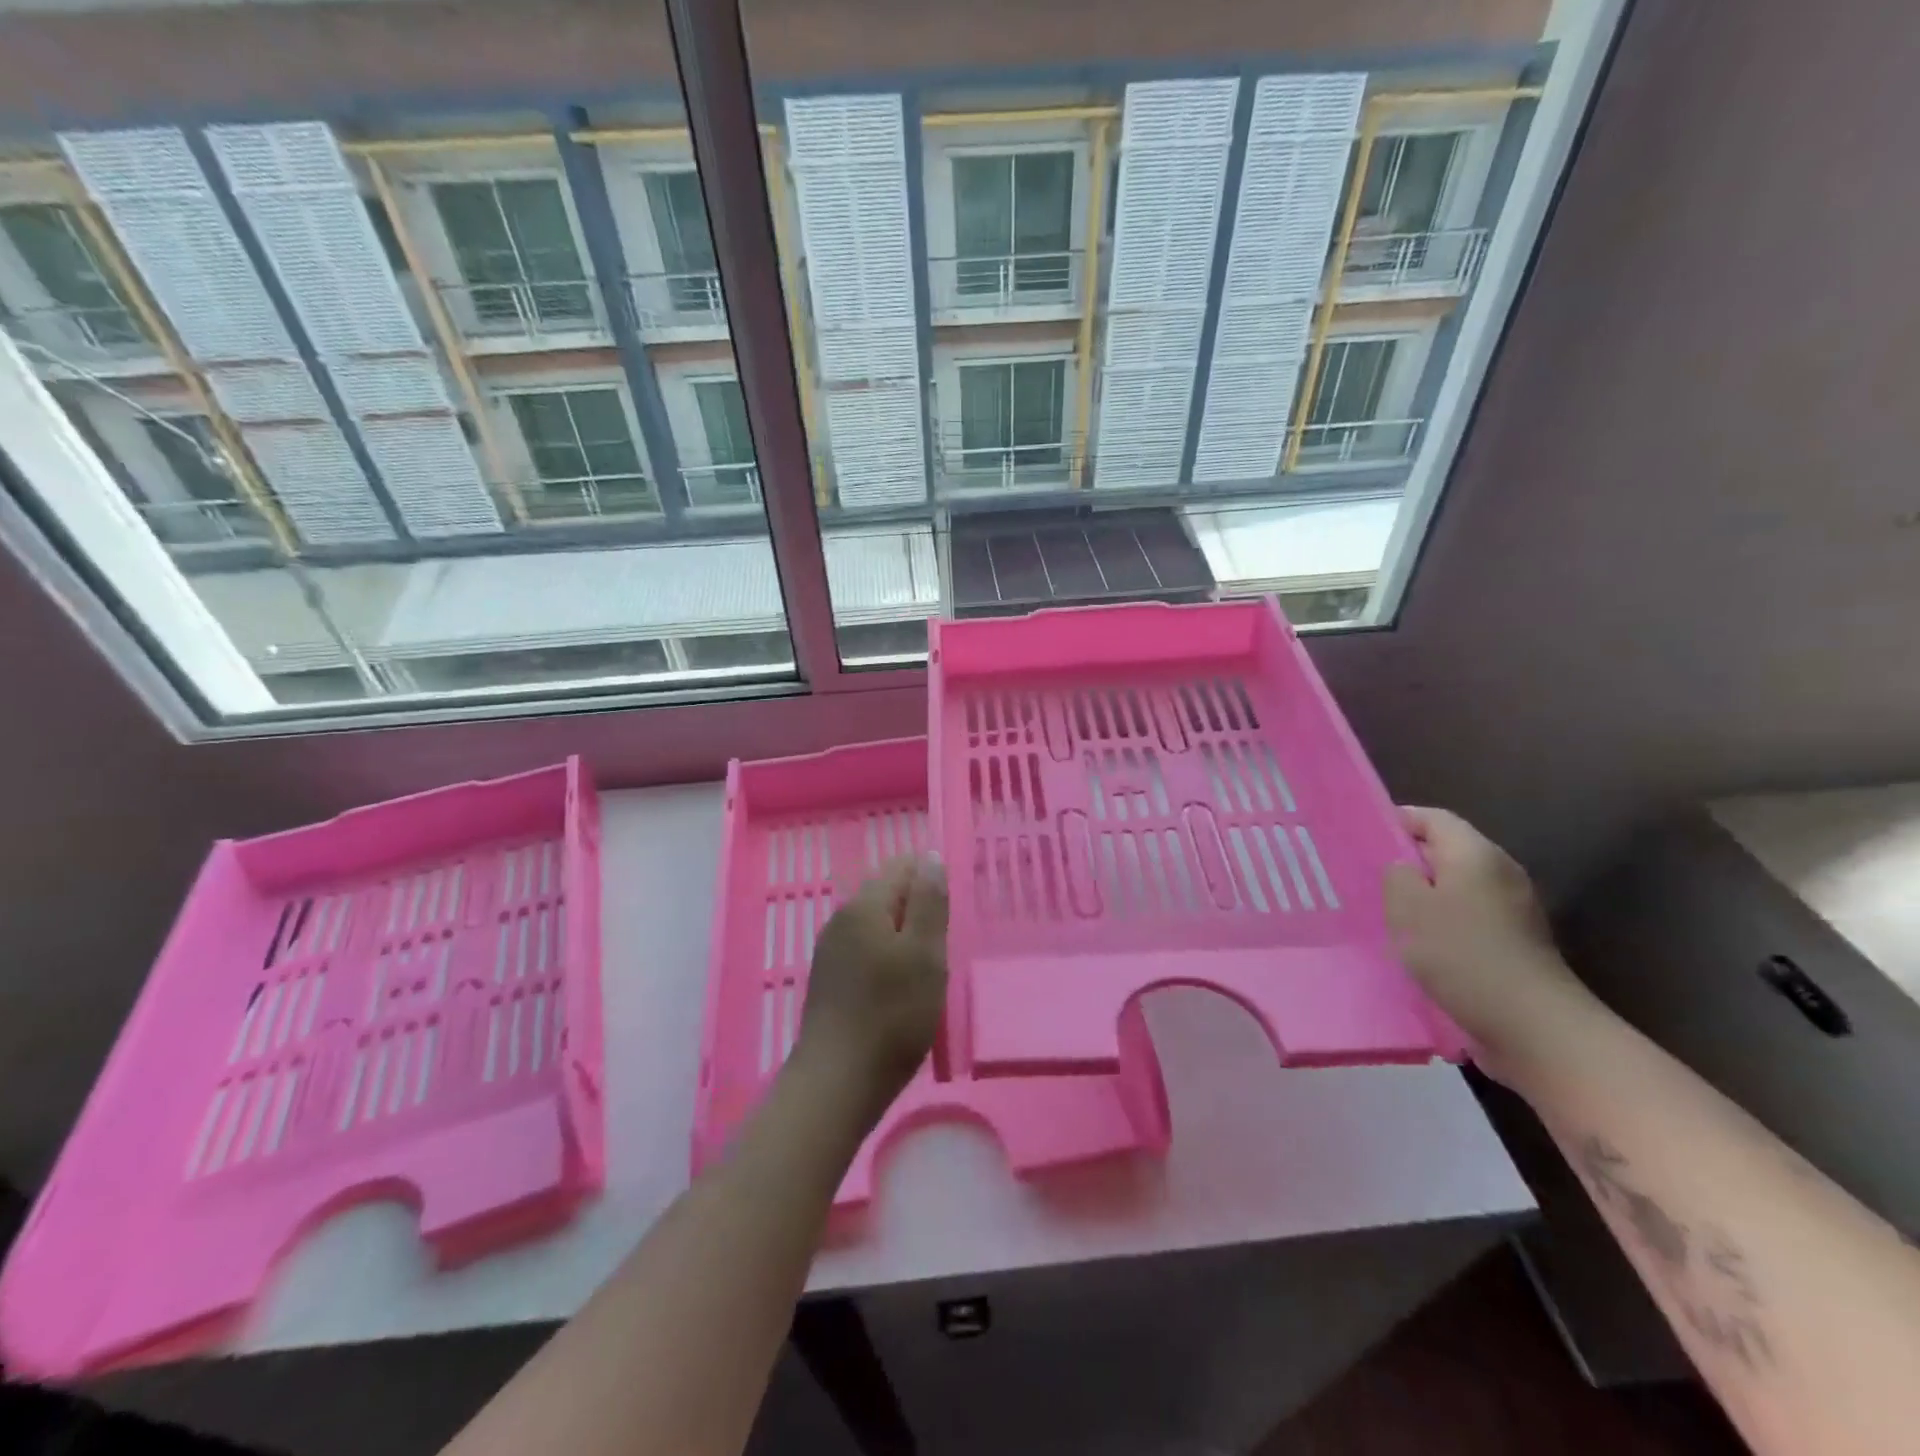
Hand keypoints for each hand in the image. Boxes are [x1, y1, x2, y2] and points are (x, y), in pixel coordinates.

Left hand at [797, 857, 947, 1119]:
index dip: (931, 880)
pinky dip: (889, 958)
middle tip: (945, 945)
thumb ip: (929, 902)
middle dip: (919, 909)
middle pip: (887, 894)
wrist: (836, 1083)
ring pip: (877, 925)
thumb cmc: (892, 1016)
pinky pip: (866, 951)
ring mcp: (831, 951)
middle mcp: (842, 919)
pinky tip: (903, 989)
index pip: (901, 866)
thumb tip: (930, 857)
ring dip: (906, 937)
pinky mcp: (830, 980)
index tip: (952, 914)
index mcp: (864, 906)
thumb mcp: (925, 954)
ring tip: (929, 969)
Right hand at [1383, 807, 1595, 1069]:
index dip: (1395, 822)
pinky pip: (1470, 915)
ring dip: (1424, 895)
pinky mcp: (1516, 941)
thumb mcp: (1407, 907)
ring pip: (1457, 885)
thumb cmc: (1460, 954)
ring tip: (1387, 913)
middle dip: (1407, 860)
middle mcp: (1500, 871)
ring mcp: (1514, 908)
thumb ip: (1396, 874)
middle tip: (1366, 877)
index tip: (1362, 839)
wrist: (1533, 1025)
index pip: (1431, 818)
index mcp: (1475, 853)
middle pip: (1446, 850)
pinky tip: (1420, 944)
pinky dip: (1444, 921)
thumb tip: (1403, 868)